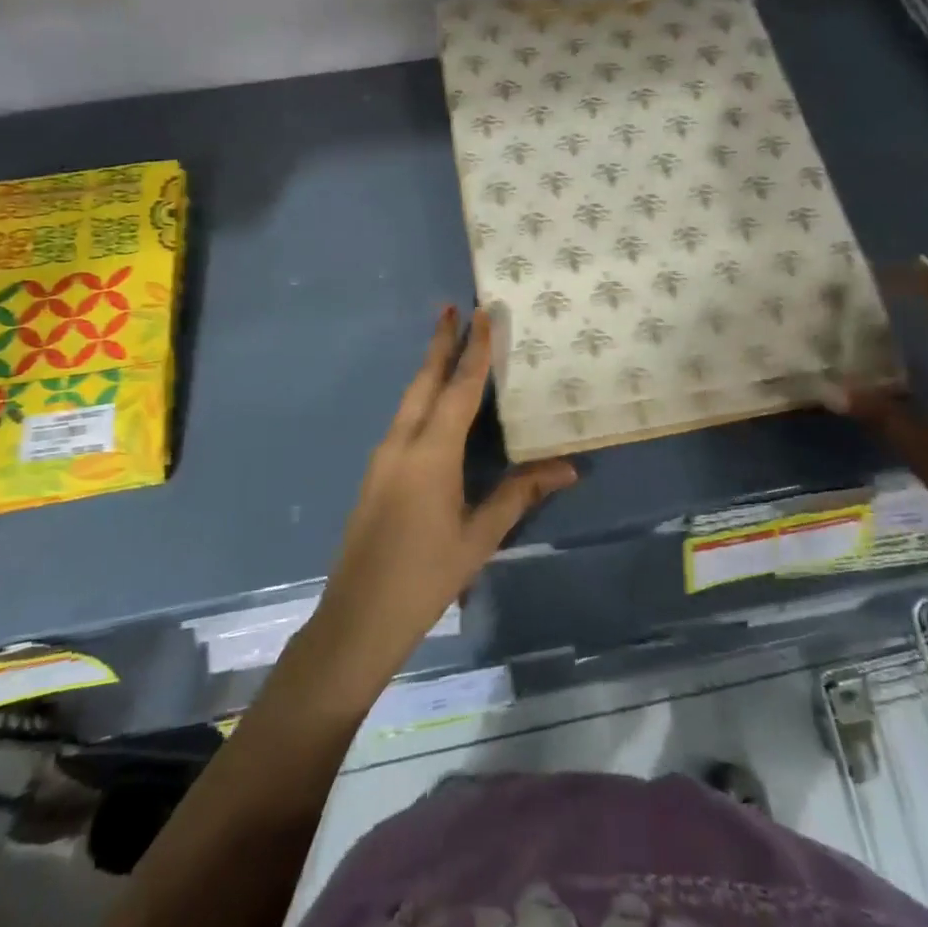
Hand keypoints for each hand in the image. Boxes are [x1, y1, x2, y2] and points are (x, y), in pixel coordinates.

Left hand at [308, 307, 575, 699]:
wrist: (358, 617)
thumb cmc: (425, 576)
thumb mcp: (479, 537)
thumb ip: (520, 494)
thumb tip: (568, 468)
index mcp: (430, 454)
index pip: (458, 390)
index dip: (473, 350)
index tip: (481, 313)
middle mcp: (401, 444)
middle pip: (423, 382)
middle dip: (440, 344)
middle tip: (453, 309)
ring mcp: (382, 458)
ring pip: (409, 400)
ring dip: (429, 369)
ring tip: (449, 347)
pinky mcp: (375, 474)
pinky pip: (403, 421)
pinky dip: (421, 398)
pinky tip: (433, 406)